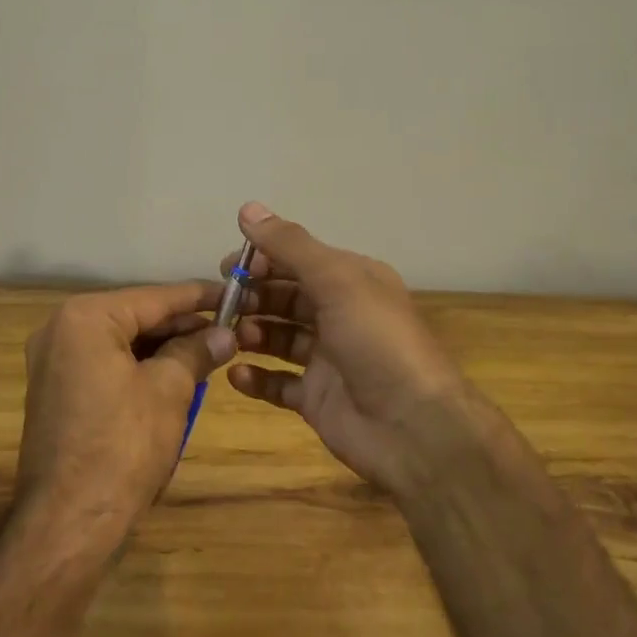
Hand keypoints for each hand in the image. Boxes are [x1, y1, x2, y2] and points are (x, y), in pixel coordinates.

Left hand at [13, 282, 235, 548]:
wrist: (69, 522)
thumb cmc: (122, 446)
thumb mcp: (170, 390)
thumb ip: (197, 351)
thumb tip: (226, 335)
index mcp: (85, 318)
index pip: (154, 297)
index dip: (199, 297)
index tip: (236, 294)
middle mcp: (61, 330)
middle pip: (136, 317)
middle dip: (182, 326)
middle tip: (229, 331)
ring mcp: (54, 363)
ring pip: (122, 342)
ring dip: (164, 348)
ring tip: (209, 354)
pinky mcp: (57, 392)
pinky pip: (106, 365)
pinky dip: (140, 368)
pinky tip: (175, 377)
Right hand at [226, 203, 476, 495]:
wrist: (414, 428)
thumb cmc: (377, 342)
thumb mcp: (336, 280)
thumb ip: (290, 245)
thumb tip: (247, 208)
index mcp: (352, 280)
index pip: (298, 258)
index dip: (263, 259)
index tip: (229, 268)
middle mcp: (340, 314)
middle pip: (286, 296)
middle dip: (254, 296)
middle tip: (223, 305)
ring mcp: (328, 358)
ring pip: (279, 336)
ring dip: (253, 333)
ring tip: (232, 337)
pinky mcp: (317, 398)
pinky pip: (278, 383)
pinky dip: (256, 377)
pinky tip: (236, 375)